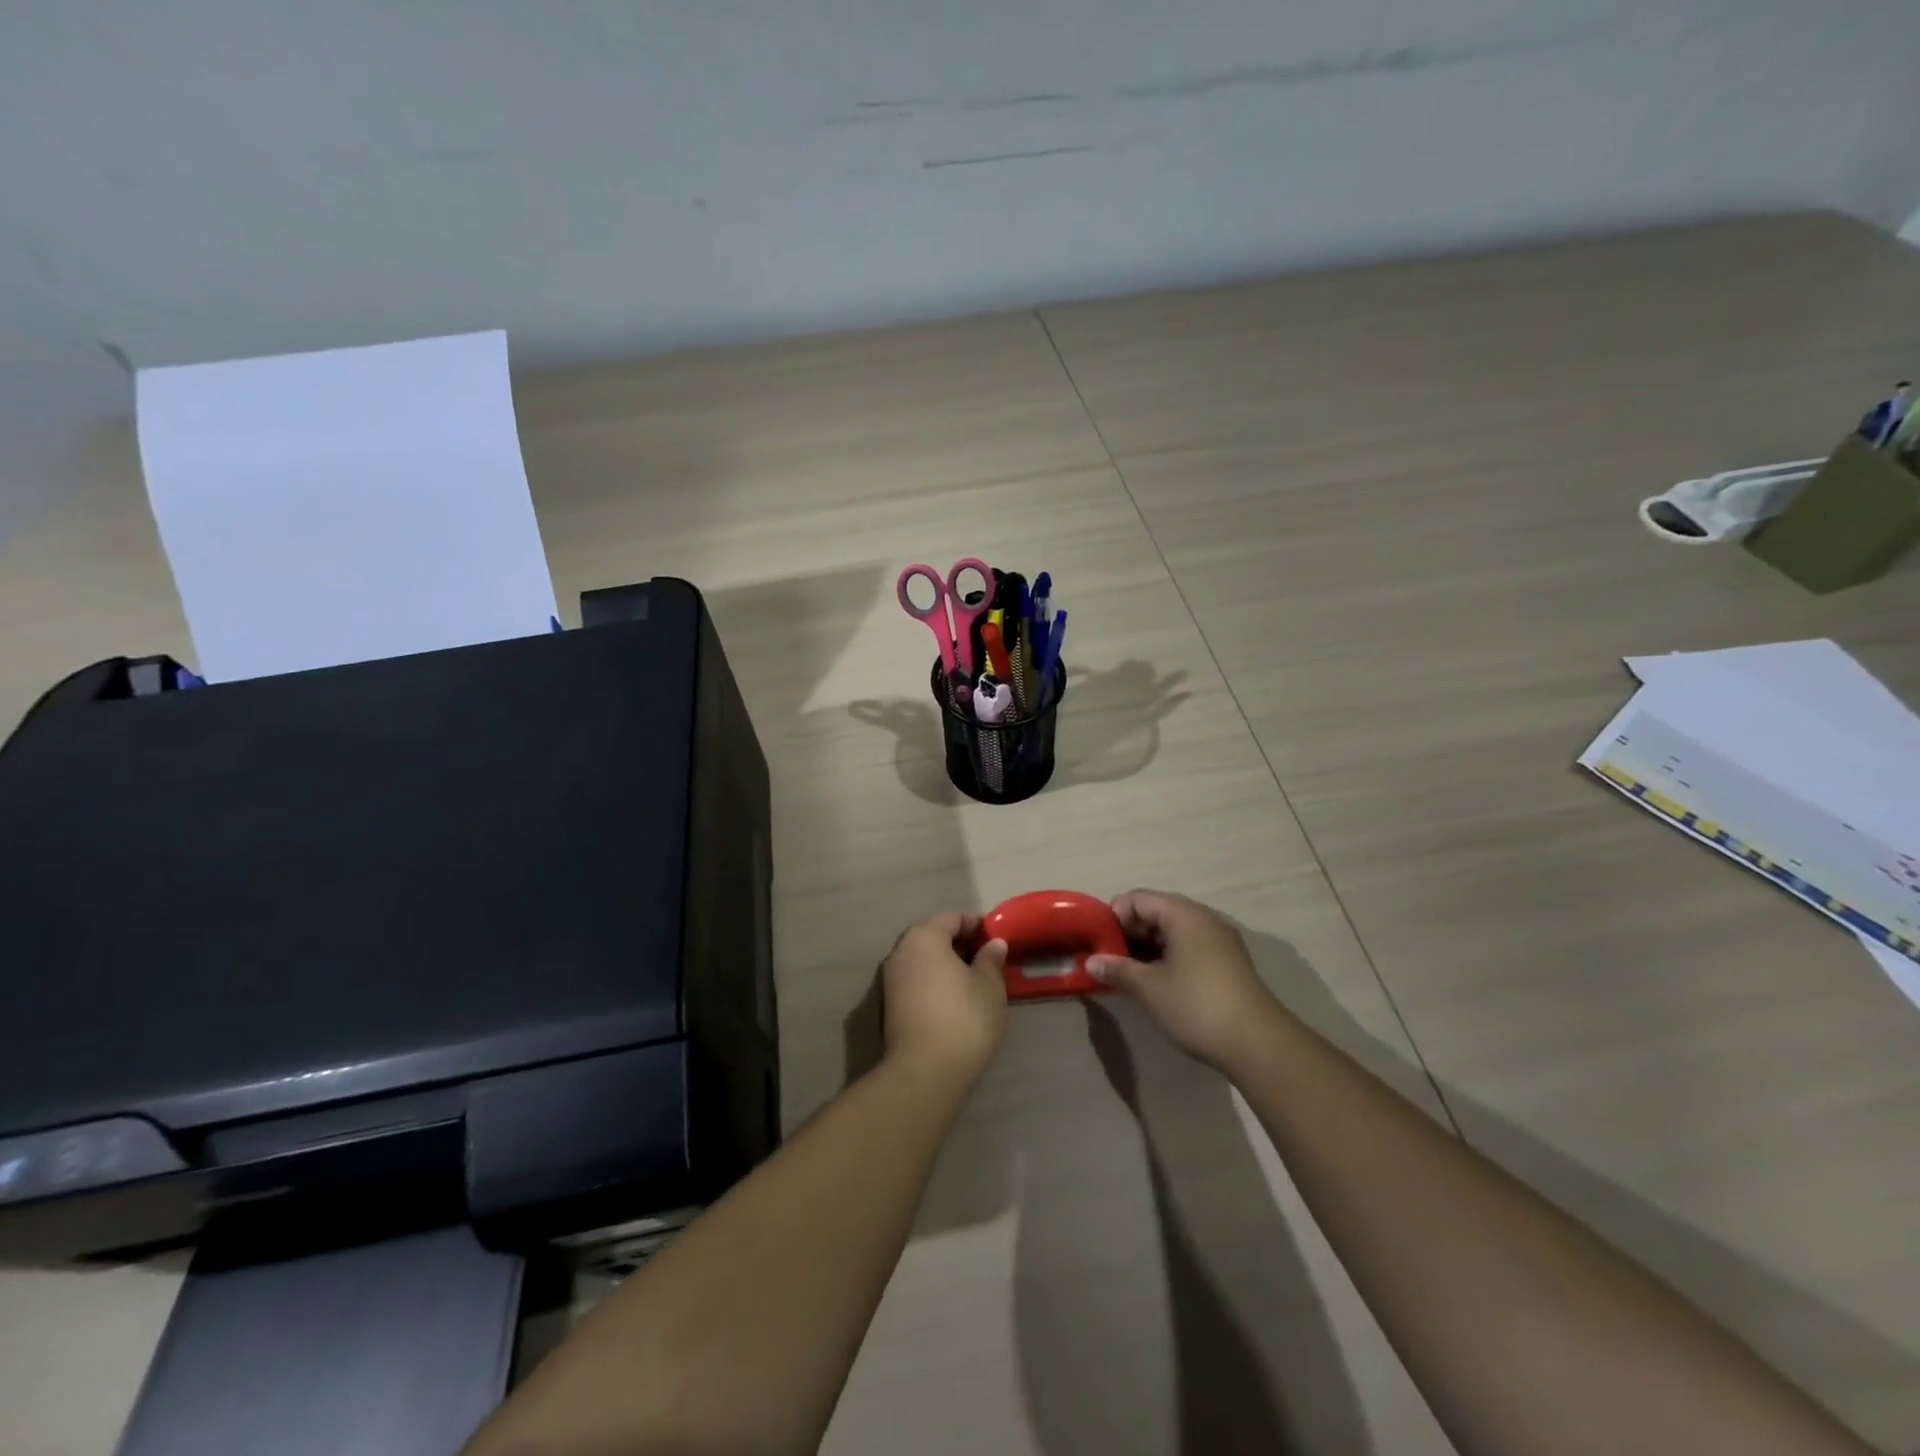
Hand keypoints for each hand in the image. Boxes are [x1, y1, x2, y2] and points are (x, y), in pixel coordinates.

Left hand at [881, 912, 1008, 1084]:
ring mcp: (890, 980)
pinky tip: (954, 1002)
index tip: (998, 940)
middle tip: (988, 961)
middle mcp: (901, 951)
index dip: (977, 926)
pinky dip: (934, 983)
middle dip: (961, 945)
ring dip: (947, 966)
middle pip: (934, 937)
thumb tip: (993, 944)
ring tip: (974, 982)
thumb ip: (991, 959)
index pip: (953, 918)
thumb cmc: (963, 1017)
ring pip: (923, 961)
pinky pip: (916, 982)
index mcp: (924, 937)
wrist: (924, 1072)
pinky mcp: (888, 1006)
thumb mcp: (989, 986)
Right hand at [1086, 890, 1282, 1070]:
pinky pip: (1190, 946)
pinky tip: (1158, 983)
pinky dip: (1169, 957)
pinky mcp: (1228, 962)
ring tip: (1130, 973)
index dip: (1114, 916)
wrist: (1259, 1044)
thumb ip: (1118, 969)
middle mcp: (1204, 919)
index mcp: (1184, 915)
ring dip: (1148, 947)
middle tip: (1111, 959)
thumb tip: (1090, 961)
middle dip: (1130, 932)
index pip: (1138, 898)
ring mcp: (1220, 940)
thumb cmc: (1197, 1006)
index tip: (1100, 943)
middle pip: (1157, 911)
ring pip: (1174, 931)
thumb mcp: (1150, 988)